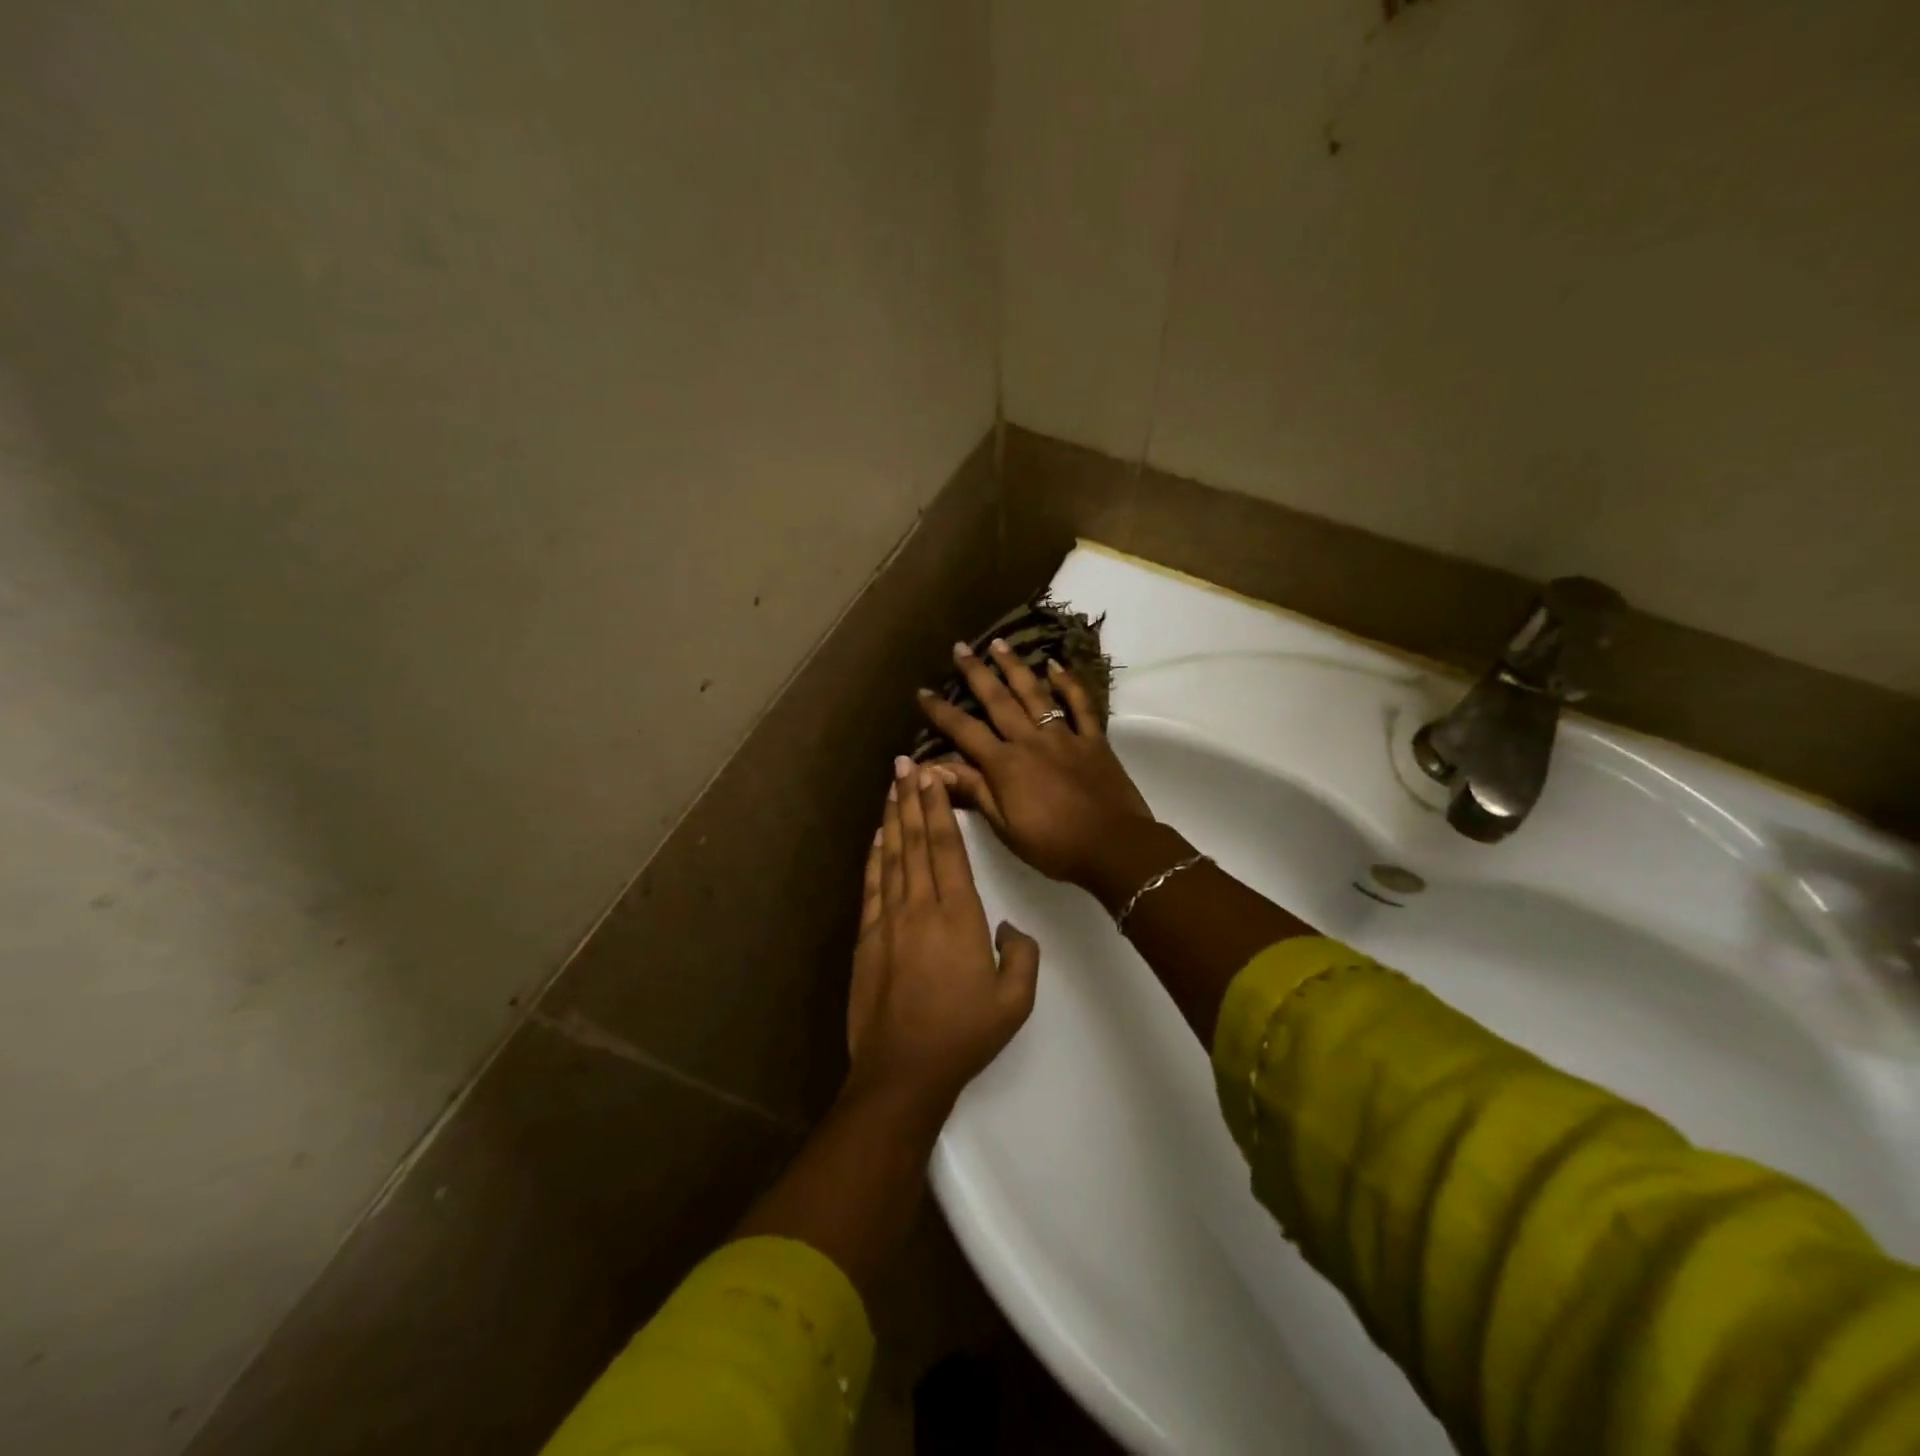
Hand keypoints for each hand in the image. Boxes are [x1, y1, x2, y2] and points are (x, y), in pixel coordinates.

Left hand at [846, 756, 1040, 1110]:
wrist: (903, 1071)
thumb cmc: (964, 1035)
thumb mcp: (1014, 1001)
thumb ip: (1022, 956)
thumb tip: (1009, 928)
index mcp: (959, 917)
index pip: (947, 850)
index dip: (938, 810)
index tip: (932, 778)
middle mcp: (921, 908)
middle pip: (916, 842)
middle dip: (911, 799)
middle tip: (905, 765)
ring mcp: (889, 921)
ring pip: (892, 857)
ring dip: (892, 818)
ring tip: (891, 786)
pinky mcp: (868, 938)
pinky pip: (872, 886)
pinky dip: (874, 857)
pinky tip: (877, 836)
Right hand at [916, 639, 1155, 889]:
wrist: (1114, 847)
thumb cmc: (1054, 845)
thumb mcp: (1005, 827)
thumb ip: (974, 791)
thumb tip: (932, 768)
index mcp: (1005, 765)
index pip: (965, 731)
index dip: (941, 712)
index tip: (923, 692)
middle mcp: (1030, 740)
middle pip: (998, 700)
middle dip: (976, 673)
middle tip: (960, 648)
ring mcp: (1064, 736)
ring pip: (1035, 693)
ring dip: (1015, 667)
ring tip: (999, 644)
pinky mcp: (1093, 740)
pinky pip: (1080, 705)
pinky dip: (1068, 683)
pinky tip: (1055, 665)